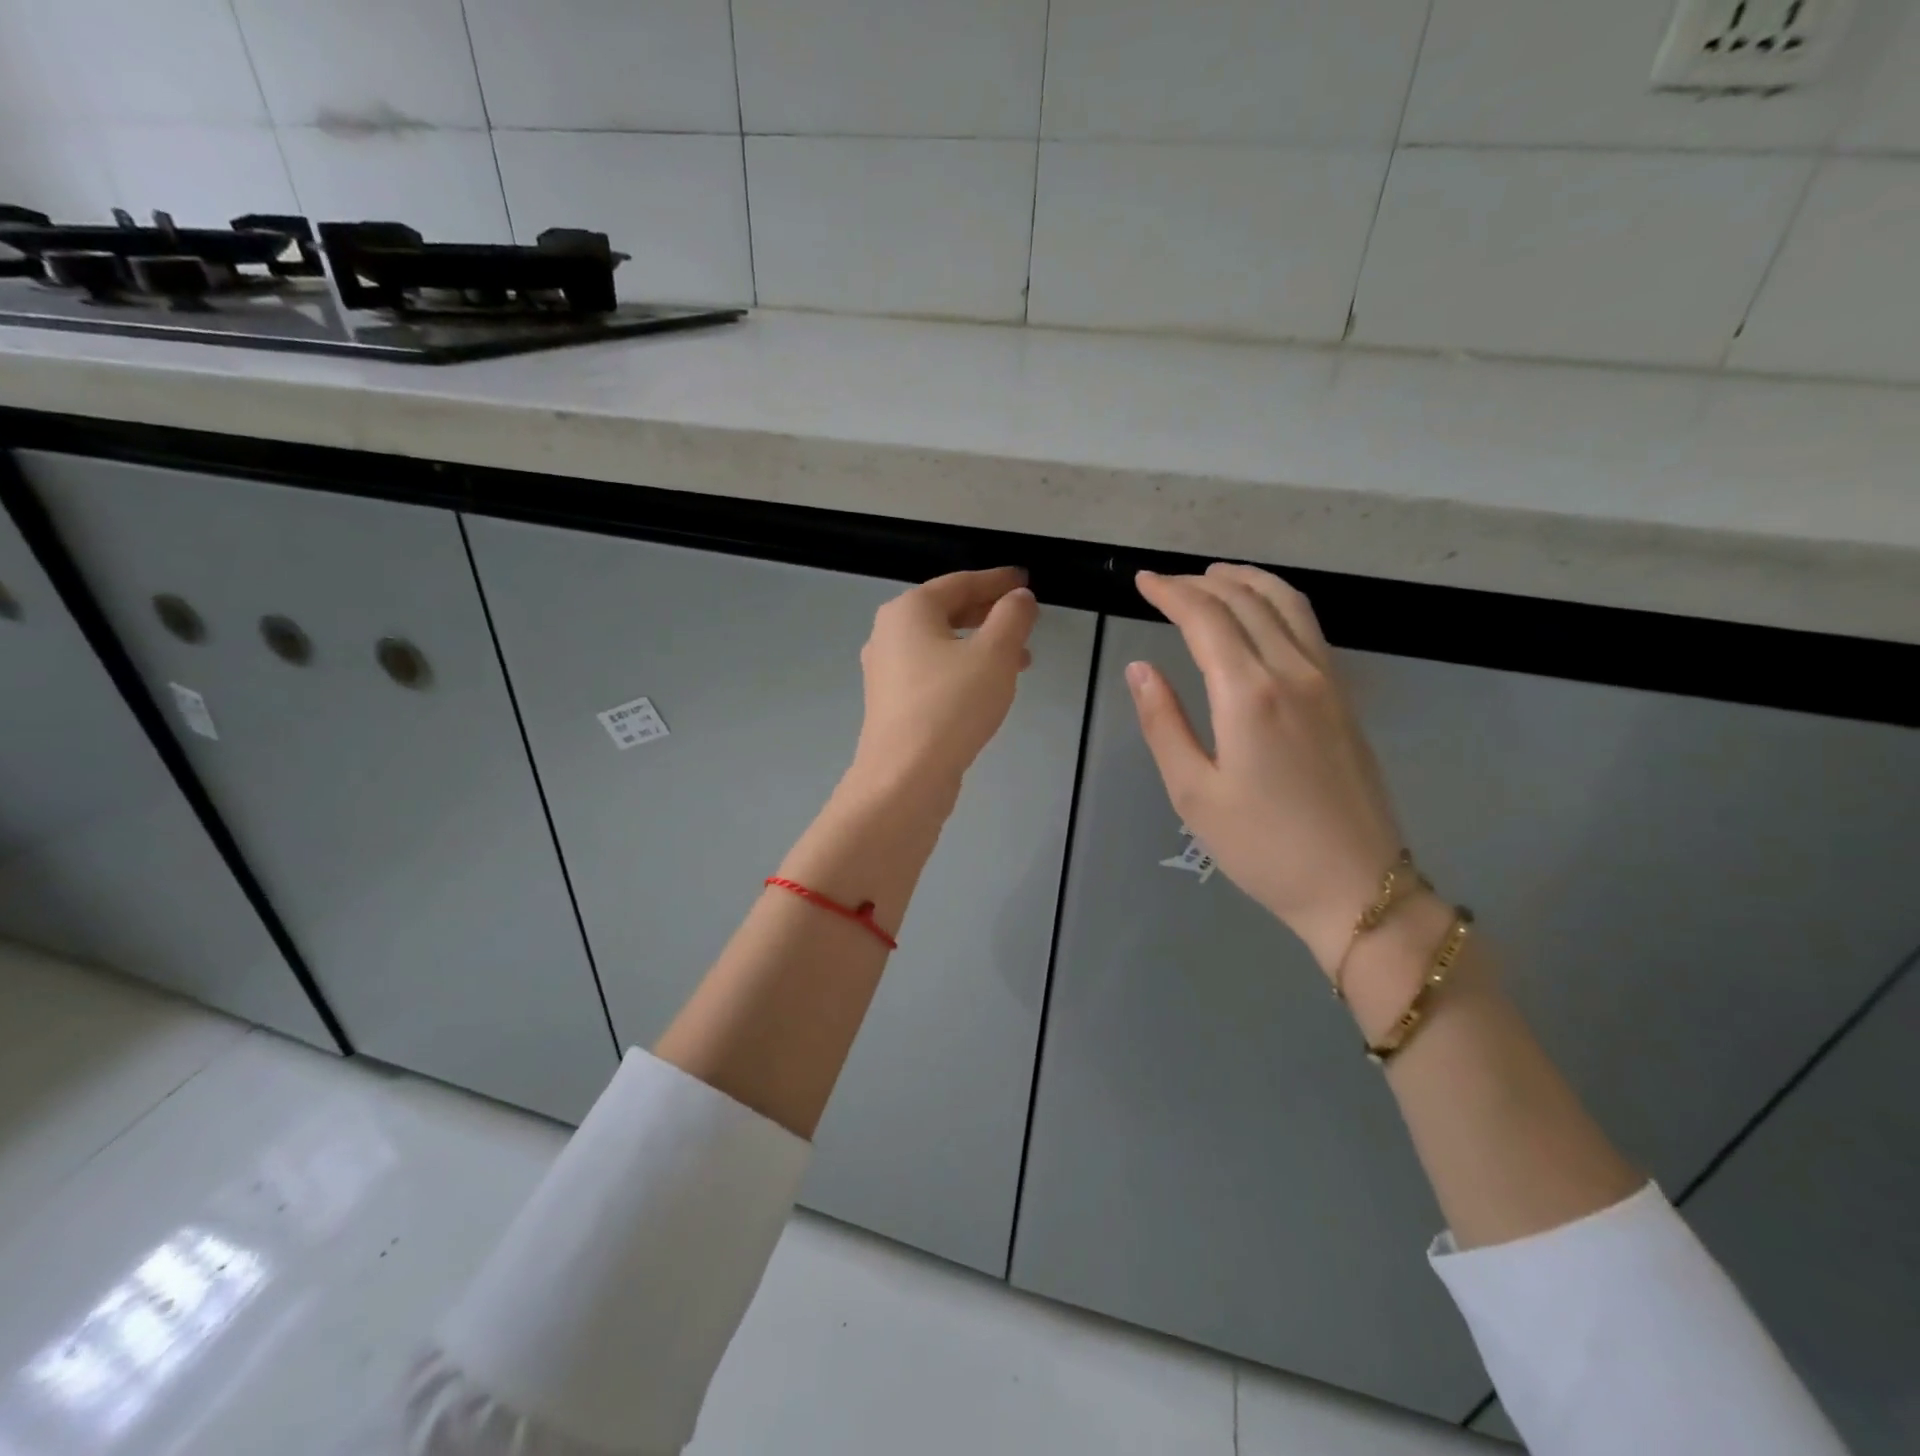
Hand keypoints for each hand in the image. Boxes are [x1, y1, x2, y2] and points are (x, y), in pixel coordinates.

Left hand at [848, 567, 1038, 797]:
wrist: (905, 777)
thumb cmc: (951, 705)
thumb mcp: (994, 654)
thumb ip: (1012, 618)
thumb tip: (1019, 597)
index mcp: (908, 610)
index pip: (960, 583)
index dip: (997, 580)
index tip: (1025, 580)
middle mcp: (889, 634)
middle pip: (947, 611)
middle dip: (990, 614)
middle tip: (1025, 619)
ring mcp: (886, 671)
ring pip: (941, 645)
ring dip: (981, 645)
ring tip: (1020, 660)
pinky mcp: (891, 703)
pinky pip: (932, 672)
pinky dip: (962, 669)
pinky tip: (987, 688)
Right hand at [1128, 564, 1405, 972]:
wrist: (1357, 886)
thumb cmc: (1262, 846)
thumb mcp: (1193, 792)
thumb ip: (1163, 723)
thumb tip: (1140, 668)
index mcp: (1249, 694)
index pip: (1206, 618)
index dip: (1171, 592)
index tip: (1143, 581)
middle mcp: (1293, 672)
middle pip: (1247, 600)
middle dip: (1202, 582)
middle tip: (1166, 582)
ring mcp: (1327, 681)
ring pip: (1287, 604)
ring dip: (1247, 581)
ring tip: (1214, 576)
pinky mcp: (1344, 697)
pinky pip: (1309, 627)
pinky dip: (1278, 602)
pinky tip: (1261, 614)